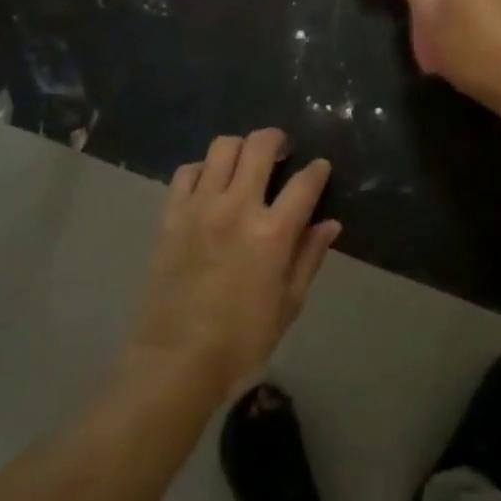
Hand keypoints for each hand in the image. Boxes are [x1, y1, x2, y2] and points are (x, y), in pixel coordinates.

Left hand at [125, 130, 336, 402]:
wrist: (176, 361)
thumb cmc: (241, 340)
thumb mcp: (288, 304)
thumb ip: (309, 257)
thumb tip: (330, 224)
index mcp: (272, 233)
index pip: (304, 183)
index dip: (317, 170)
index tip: (320, 167)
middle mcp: (237, 208)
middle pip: (259, 147)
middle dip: (276, 140)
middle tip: (281, 150)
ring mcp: (200, 207)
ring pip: (221, 148)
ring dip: (239, 148)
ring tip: (244, 162)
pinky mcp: (171, 215)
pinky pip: (187, 172)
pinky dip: (202, 169)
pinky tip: (209, 183)